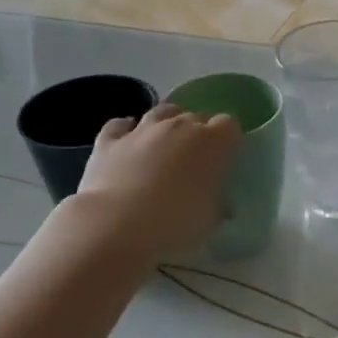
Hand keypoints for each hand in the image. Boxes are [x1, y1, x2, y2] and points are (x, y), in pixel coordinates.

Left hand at [67, 104, 239, 258]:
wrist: (117, 225)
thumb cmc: (176, 223)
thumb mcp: (211, 219)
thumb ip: (218, 203)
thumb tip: (219, 203)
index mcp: (213, 142)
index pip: (229, 125)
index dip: (226, 141)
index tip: (224, 160)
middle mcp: (180, 126)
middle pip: (195, 117)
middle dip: (197, 134)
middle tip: (194, 161)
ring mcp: (142, 130)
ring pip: (161, 112)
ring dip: (166, 124)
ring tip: (164, 146)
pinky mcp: (109, 141)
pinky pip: (120, 125)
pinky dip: (125, 131)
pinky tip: (127, 143)